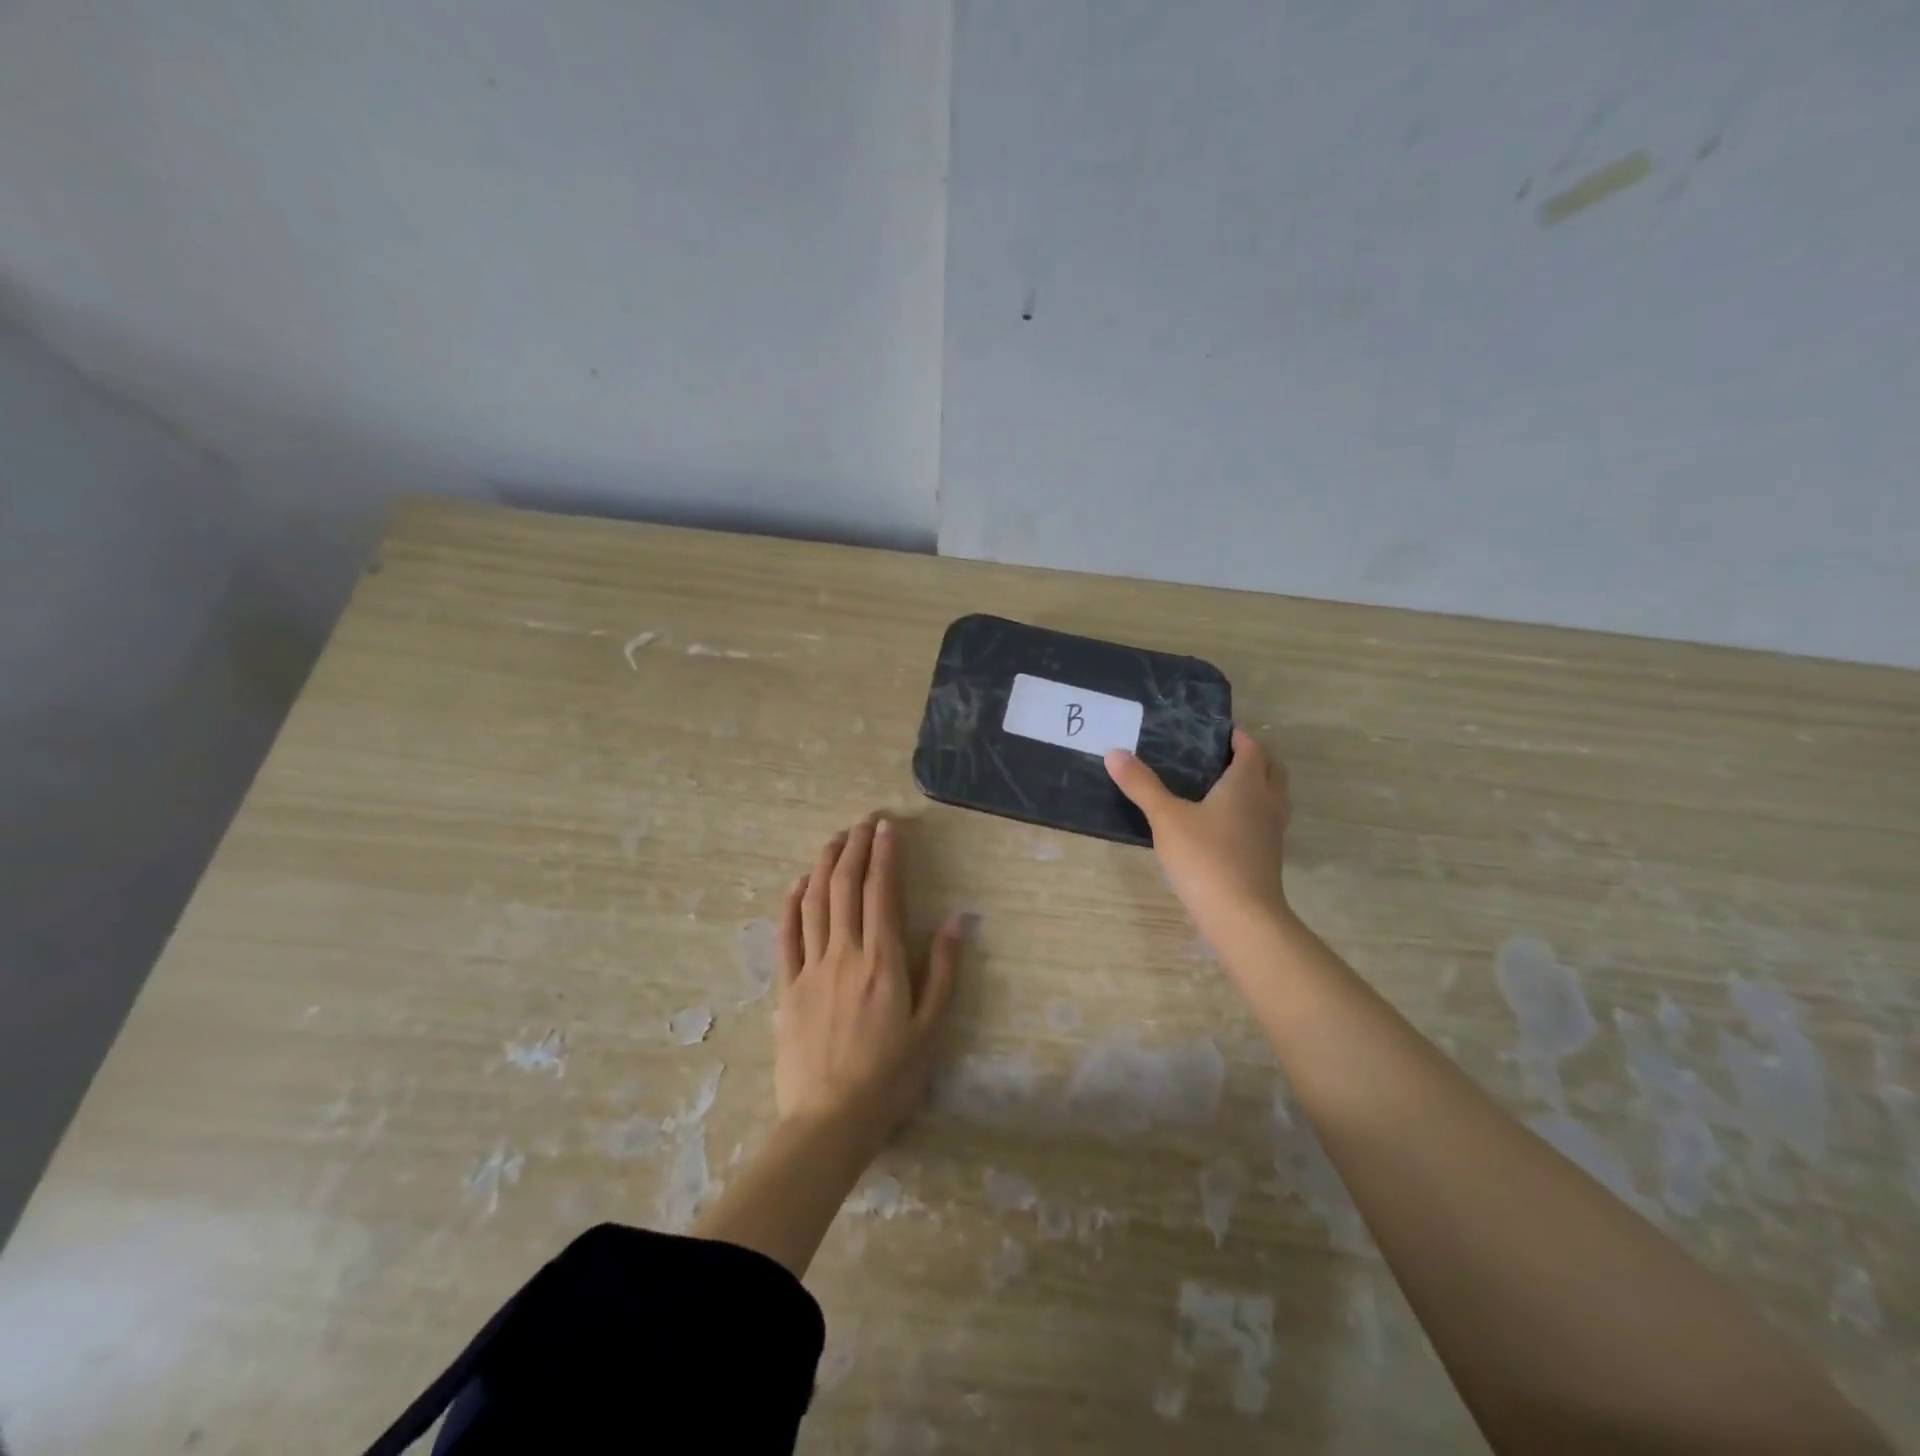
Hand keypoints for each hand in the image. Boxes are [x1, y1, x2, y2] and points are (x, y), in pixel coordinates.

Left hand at [775, 815, 963, 1149]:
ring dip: (824, 865)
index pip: (882, 892)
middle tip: (862, 823)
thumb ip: (943, 971)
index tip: (887, 828)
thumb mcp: (931, 1028)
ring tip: (834, 840)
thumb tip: (956, 921)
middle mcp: (844, 953)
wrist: (829, 1121)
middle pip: (845, 887)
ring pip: (814, 902)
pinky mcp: (786, 987)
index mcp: (882, 961)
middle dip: (854, 849)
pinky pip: (786, 935)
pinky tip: (798, 884)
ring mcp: (810, 968)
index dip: (884, 855)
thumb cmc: (889, 1078)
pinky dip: (792, 904)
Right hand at [1105, 728, 1292, 950]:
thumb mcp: (1166, 818)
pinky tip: (1223, 824)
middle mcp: (1266, 802)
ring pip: (1272, 795)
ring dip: (1256, 784)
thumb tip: (1115, 753)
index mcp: (1246, 784)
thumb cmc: (1205, 858)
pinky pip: (1265, 820)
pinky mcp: (1268, 855)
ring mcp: (1271, 831)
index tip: (1214, 731)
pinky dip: (1251, 811)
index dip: (1237, 736)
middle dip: (1252, 757)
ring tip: (1221, 785)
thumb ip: (1142, 785)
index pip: (1252, 748)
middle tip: (1219, 755)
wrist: (1241, 916)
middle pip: (1271, 768)